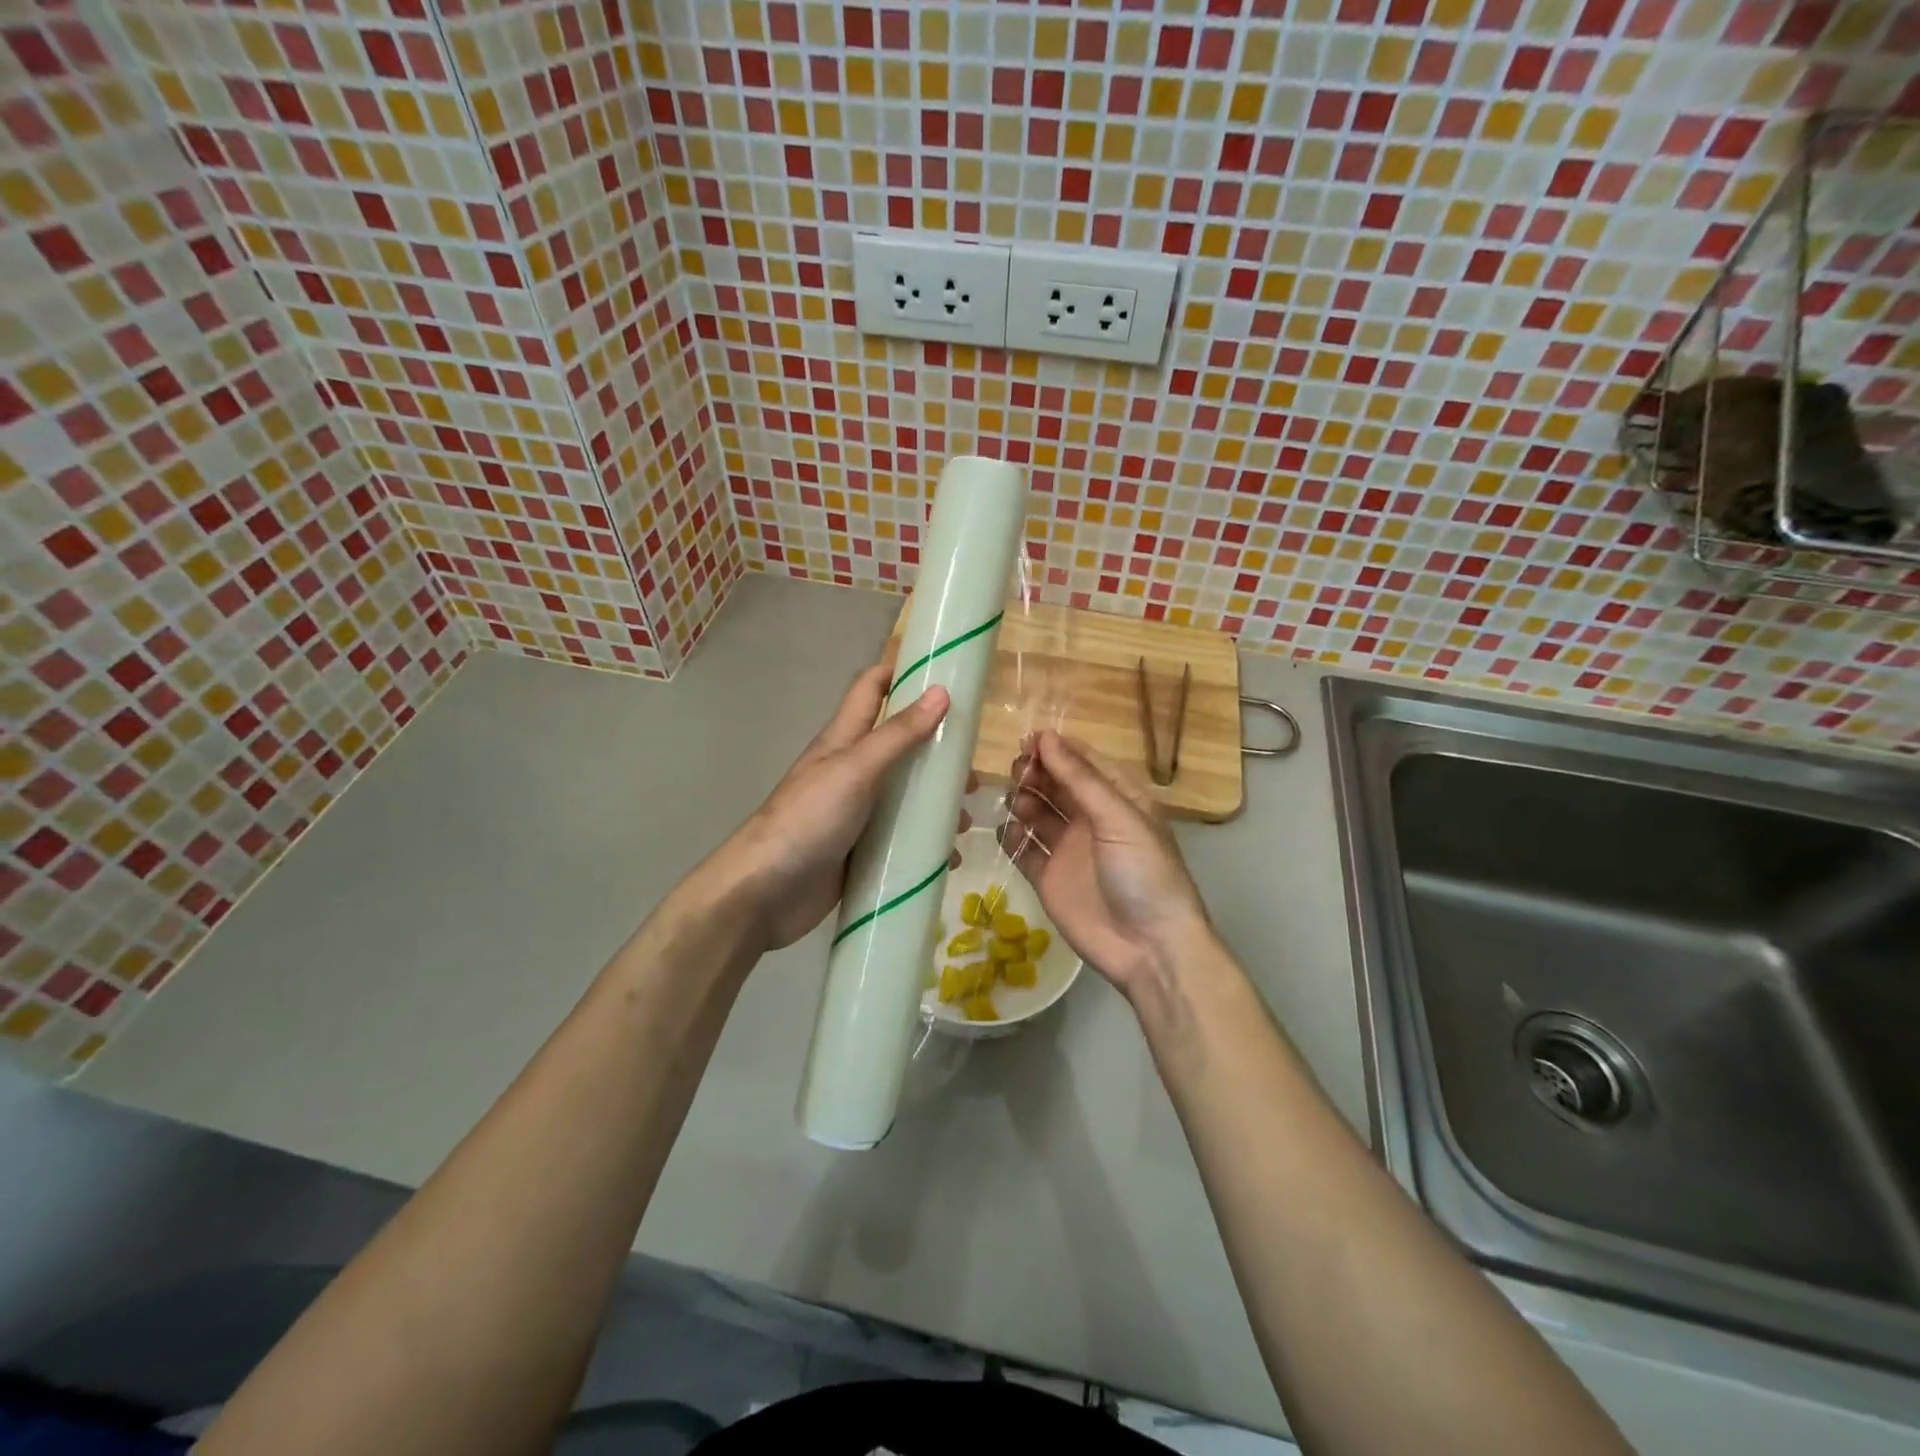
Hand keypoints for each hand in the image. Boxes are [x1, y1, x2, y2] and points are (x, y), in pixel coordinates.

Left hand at [715, 663, 958, 950]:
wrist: (766, 894)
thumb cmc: (808, 819)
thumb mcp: (856, 769)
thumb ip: (898, 734)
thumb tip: (941, 691)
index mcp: (844, 740)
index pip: (871, 688)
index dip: (901, 672)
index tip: (945, 671)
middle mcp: (852, 771)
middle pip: (900, 745)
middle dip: (937, 749)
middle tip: (973, 765)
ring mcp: (857, 813)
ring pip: (906, 796)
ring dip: (937, 803)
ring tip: (968, 818)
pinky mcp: (862, 851)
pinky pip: (902, 840)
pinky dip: (927, 844)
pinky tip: (950, 856)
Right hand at [1001, 731, 1214, 999]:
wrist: (1149, 948)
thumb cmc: (1144, 873)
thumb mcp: (1119, 818)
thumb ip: (1079, 779)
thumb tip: (1045, 737)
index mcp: (1117, 798)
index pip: (1082, 761)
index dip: (1055, 749)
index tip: (1028, 741)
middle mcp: (1091, 818)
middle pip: (1055, 783)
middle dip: (1035, 772)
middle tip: (1019, 772)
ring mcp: (1068, 848)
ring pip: (1037, 812)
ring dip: (1023, 800)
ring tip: (1016, 801)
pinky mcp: (1048, 877)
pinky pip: (1024, 849)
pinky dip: (1012, 837)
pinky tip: (1006, 830)